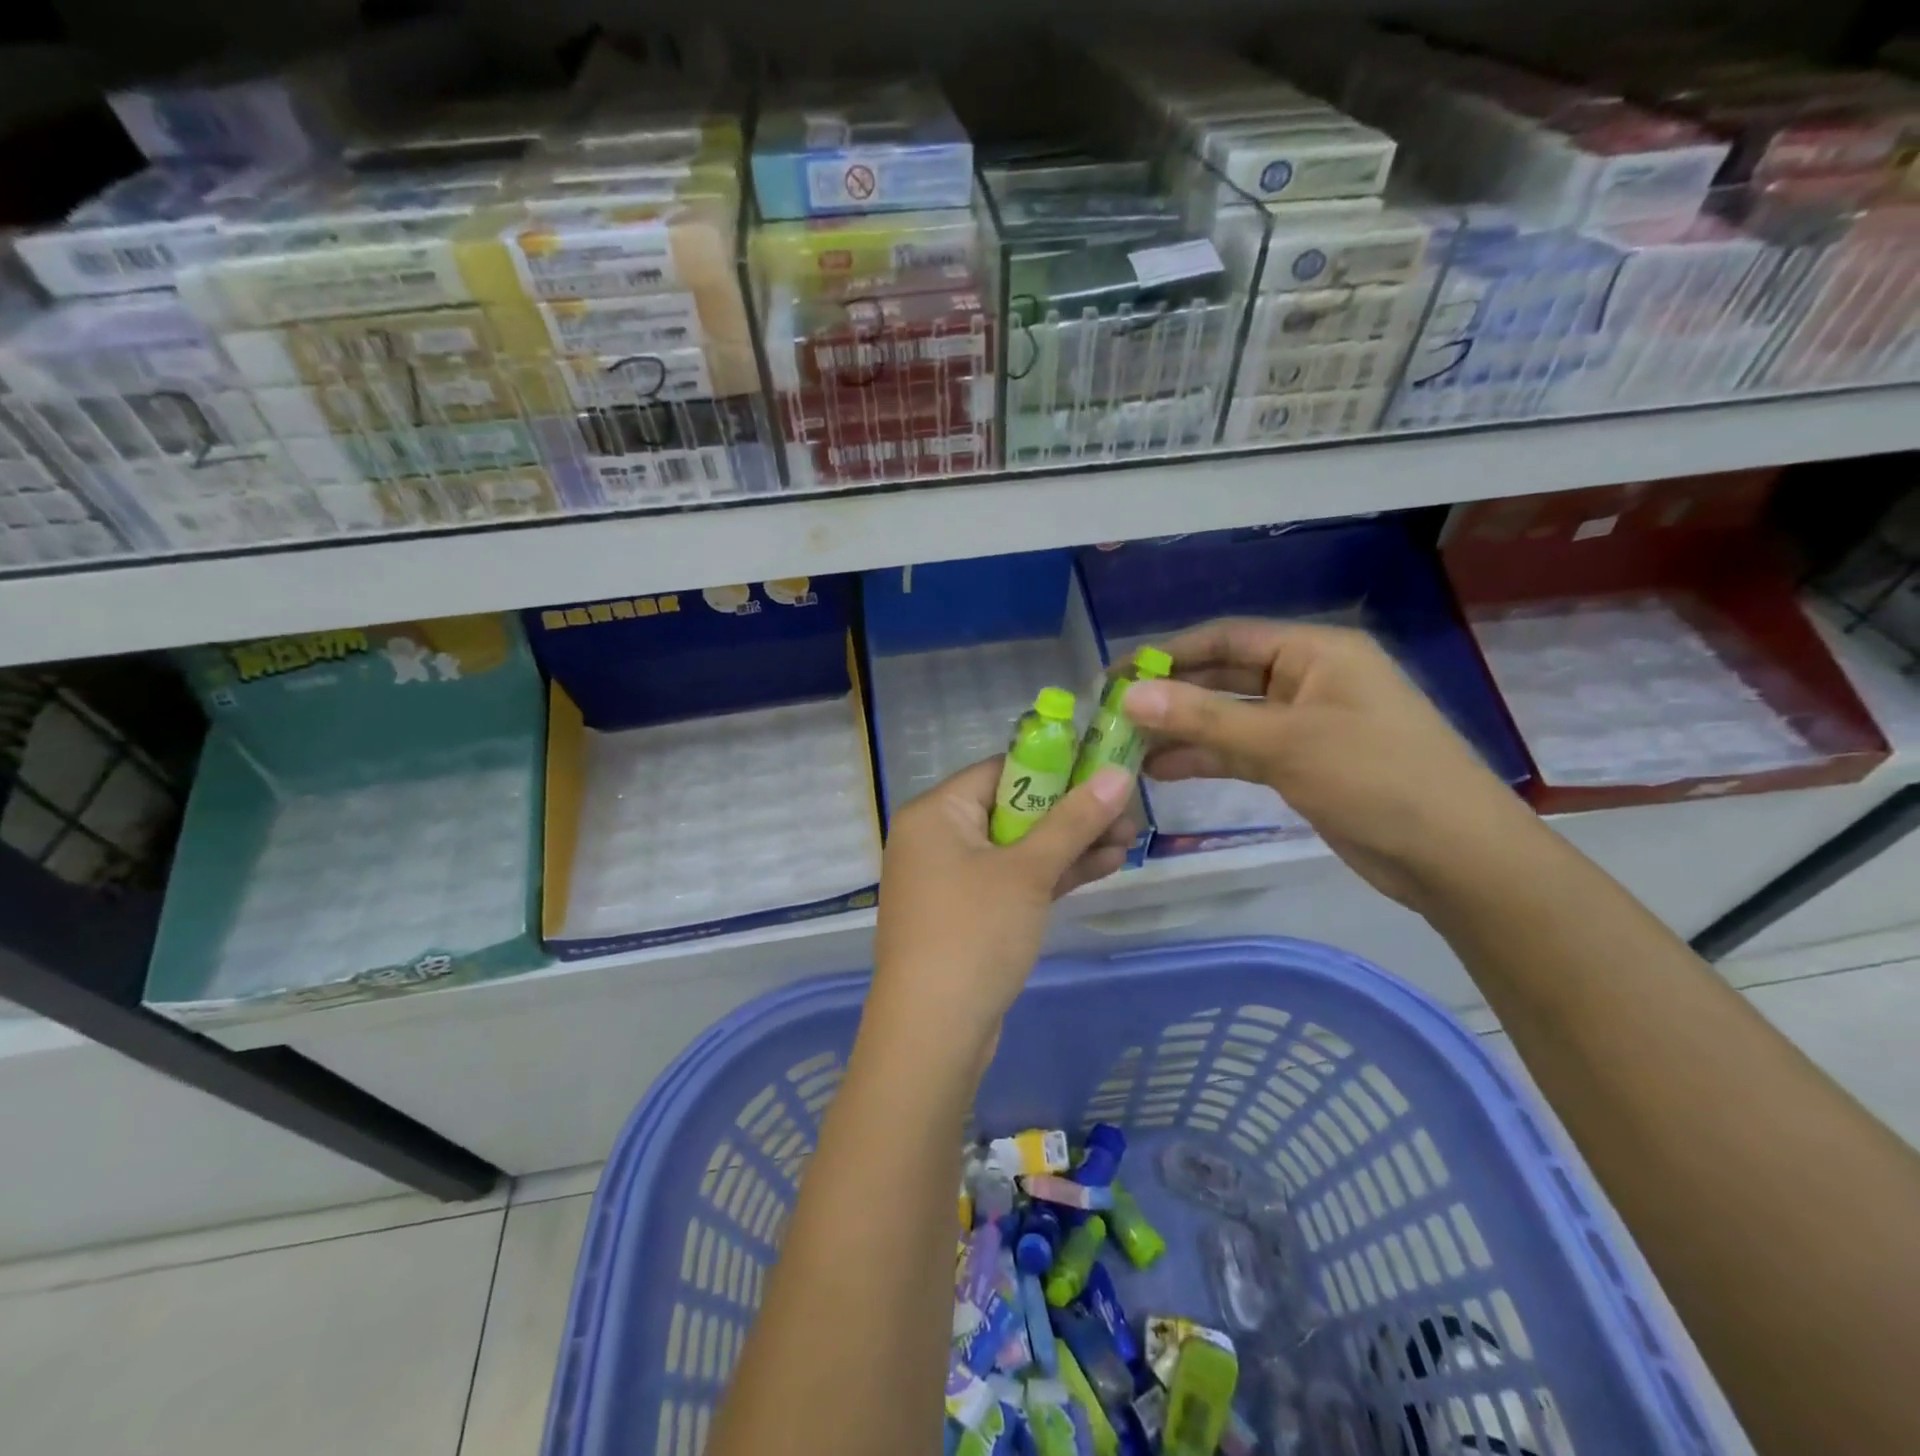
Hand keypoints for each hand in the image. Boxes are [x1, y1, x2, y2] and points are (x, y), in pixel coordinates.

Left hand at [868, 759, 1135, 1065]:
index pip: (1000, 770)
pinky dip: (1050, 875)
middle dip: (1072, 813)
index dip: (1055, 767)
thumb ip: (1073, 821)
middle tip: (1128, 812)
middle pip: (1012, 809)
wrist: (932, 1034)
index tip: (1104, 770)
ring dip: (1070, 845)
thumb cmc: (974, 933)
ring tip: (1130, 839)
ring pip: (1017, 848)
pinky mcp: (967, 915)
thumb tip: (1117, 773)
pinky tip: (1104, 866)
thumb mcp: (1029, 872)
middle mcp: (936, 838)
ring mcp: (951, 879)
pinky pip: (1012, 881)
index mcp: (936, 813)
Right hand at [1124, 619, 1538, 909]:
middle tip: (1113, 713)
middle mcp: (1307, 679)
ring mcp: (1304, 724)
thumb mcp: (1284, 743)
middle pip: (1224, 676)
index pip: (1227, 639)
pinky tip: (1162, 770)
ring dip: (1182, 730)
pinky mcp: (1301, 764)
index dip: (1169, 653)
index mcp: (1315, 652)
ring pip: (1228, 718)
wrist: (1452, 856)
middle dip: (1171, 694)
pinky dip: (1205, 757)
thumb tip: (1129, 696)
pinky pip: (1242, 751)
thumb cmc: (1374, 778)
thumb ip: (1204, 718)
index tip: (1117, 674)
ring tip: (1126, 747)